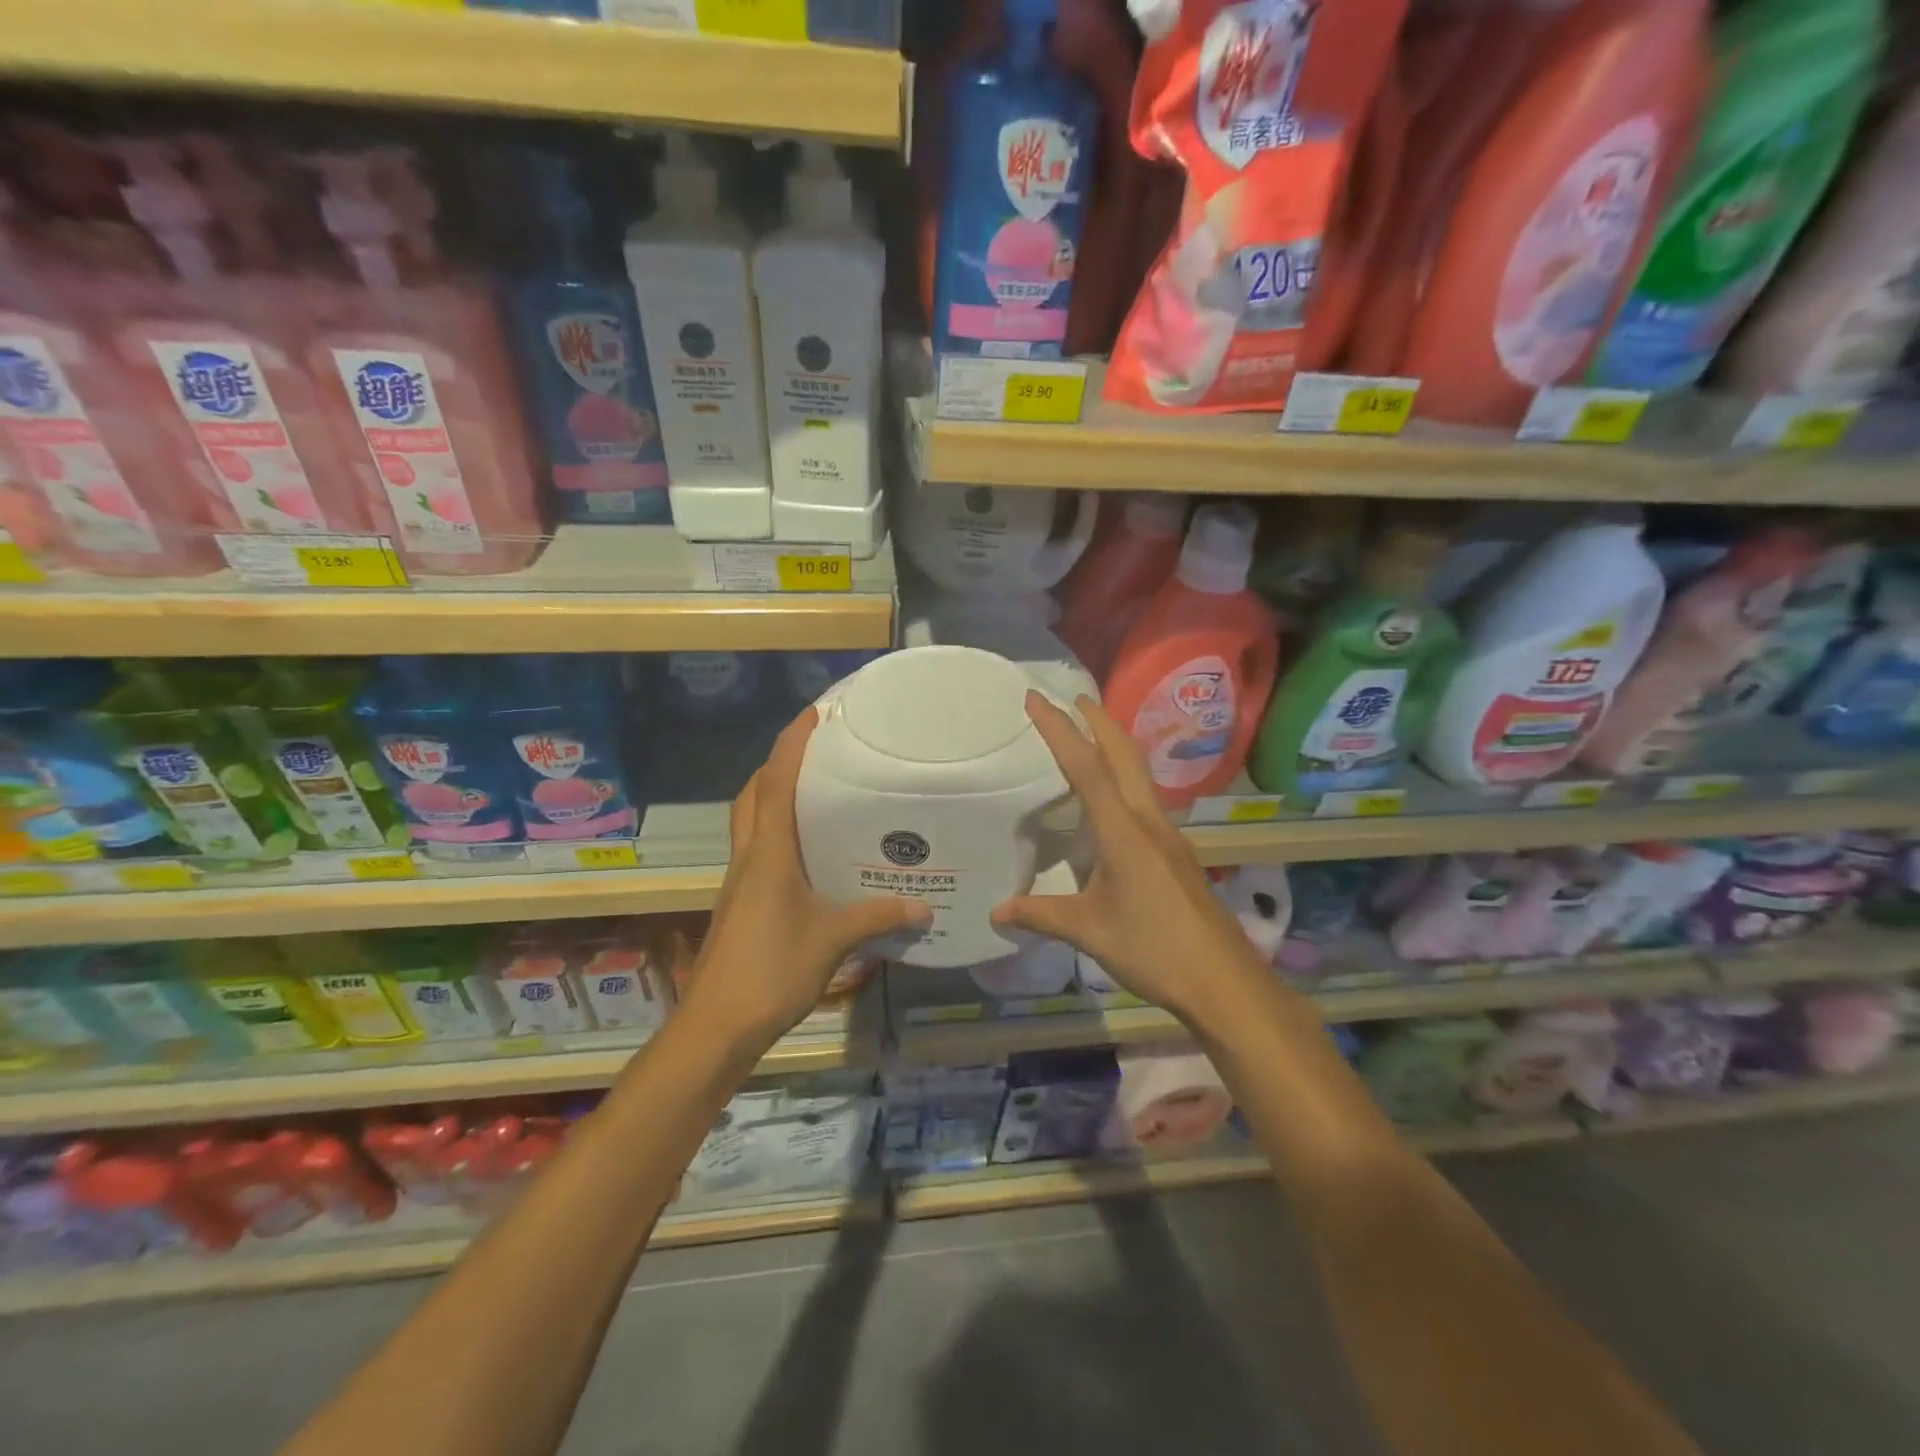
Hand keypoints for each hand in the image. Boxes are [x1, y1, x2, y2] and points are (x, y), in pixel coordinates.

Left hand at [681, 707, 928, 1052]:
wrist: (716, 1025)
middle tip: (814, 754)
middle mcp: (749, 858)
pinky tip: (806, 854)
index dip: (791, 745)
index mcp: (768, 853)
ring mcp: (739, 882)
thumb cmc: (771, 970)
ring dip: (772, 798)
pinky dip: (775, 835)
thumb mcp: (832, 940)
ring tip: (813, 794)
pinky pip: (756, 851)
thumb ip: (877, 917)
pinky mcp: (739, 904)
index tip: (812, 714)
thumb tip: (924, 907)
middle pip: (753, 796)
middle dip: (775, 766)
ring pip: (750, 823)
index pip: (775, 783)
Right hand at [992, 693, 1273, 1025]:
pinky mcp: (1176, 853)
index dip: (1058, 730)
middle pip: (1124, 754)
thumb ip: (1040, 915)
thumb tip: (996, 913)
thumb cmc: (1153, 949)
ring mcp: (1168, 835)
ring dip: (1115, 746)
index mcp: (1123, 830)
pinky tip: (1113, 802)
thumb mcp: (1088, 931)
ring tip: (1090, 738)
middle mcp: (1148, 820)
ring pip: (1139, 774)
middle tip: (1072, 699)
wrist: (1223, 981)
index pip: (1085, 766)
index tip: (1037, 699)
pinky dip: (1124, 779)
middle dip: (1097, 721)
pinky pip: (1145, 799)